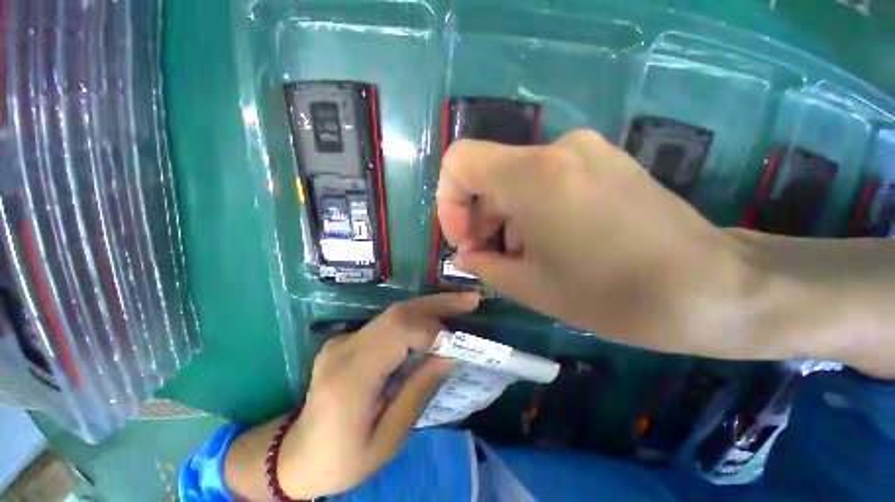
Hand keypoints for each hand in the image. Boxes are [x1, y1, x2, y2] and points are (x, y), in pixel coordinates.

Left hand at [276, 293, 478, 498]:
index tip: (461, 339)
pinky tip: (435, 320)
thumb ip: (419, 391)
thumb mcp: (388, 439)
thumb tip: (450, 355)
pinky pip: (388, 322)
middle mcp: (343, 348)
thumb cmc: (343, 459)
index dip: (432, 329)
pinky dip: (416, 318)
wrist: (297, 456)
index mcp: (350, 378)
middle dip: (437, 304)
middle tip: (470, 299)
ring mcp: (343, 340)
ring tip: (460, 304)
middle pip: (397, 313)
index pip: (397, 333)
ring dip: (430, 307)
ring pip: (394, 313)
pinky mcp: (348, 339)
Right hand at [437, 130, 749, 358]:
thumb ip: (483, 264)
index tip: (463, 238)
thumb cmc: (611, 295)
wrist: (712, 288)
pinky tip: (550, 243)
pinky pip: (546, 180)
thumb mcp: (529, 287)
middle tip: (491, 258)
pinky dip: (532, 209)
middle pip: (489, 175)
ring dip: (506, 218)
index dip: (449, 201)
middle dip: (480, 218)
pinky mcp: (604, 161)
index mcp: (531, 177)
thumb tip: (465, 252)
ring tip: (523, 258)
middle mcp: (556, 150)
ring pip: (517, 179)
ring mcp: (585, 151)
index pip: (459, 161)